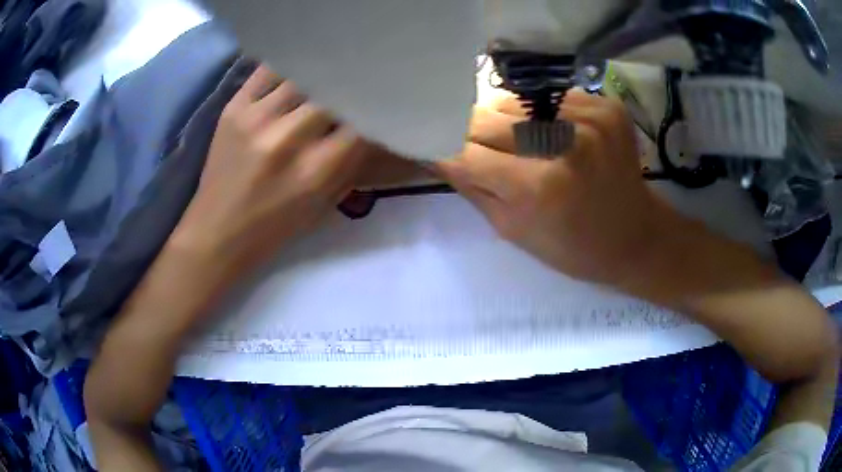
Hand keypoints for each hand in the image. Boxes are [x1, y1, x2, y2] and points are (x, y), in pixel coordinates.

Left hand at [174, 65, 370, 274]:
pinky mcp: (233, 108)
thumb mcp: (324, 205)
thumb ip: (350, 163)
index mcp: (315, 170)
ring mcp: (256, 118)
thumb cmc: (274, 228)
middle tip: (357, 82)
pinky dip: (288, 66)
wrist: (217, 233)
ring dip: (320, 74)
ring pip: (303, 74)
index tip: (381, 100)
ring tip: (328, 72)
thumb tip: (370, 124)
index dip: (375, 107)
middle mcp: (288, 138)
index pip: (361, 120)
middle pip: (334, 90)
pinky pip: (269, 69)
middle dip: (349, 86)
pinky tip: (297, 69)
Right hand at [439, 89, 686, 290]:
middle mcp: (564, 142)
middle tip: (475, 145)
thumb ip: (472, 186)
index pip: (465, 151)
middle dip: (471, 131)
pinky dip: (540, 114)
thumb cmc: (573, 248)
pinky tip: (552, 134)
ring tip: (517, 142)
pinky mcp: (606, 106)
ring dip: (505, 119)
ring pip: (515, 101)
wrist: (636, 236)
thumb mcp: (512, 230)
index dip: (443, 147)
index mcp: (539, 187)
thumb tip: (436, 152)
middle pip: (488, 117)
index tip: (430, 144)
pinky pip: (550, 97)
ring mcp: (590, 117)